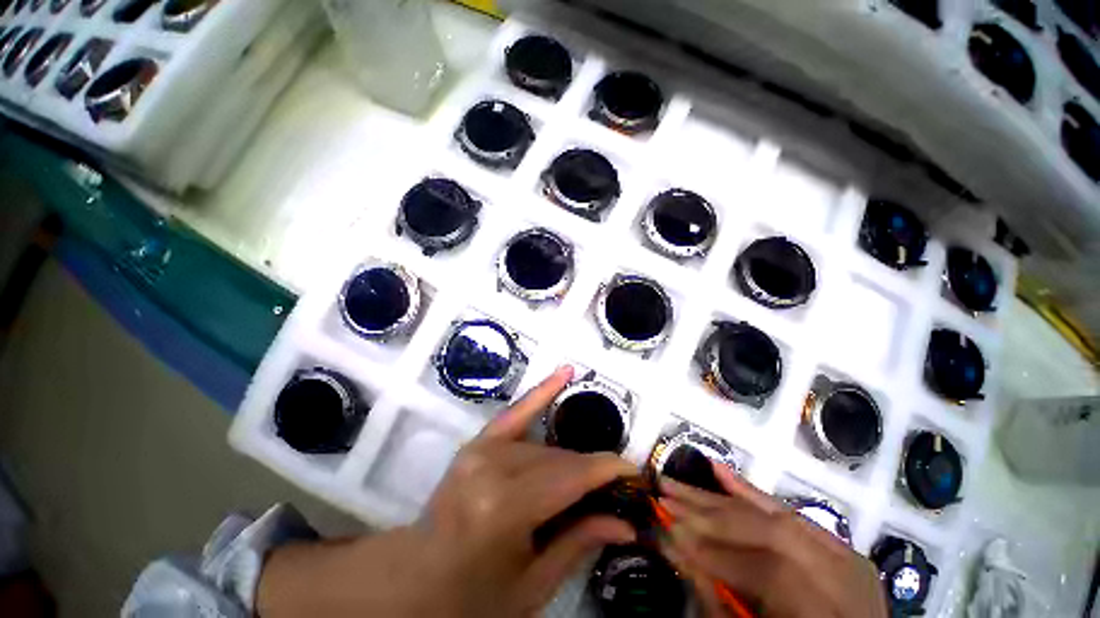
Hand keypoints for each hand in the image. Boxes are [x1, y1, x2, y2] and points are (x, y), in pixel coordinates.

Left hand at [257, 366, 637, 616]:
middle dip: (592, 470)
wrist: (414, 580)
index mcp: (504, 508)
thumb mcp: (531, 586)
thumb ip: (579, 542)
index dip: (608, 471)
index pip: (571, 477)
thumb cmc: (472, 598)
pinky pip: (516, 411)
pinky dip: (542, 392)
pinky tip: (565, 372)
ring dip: (572, 460)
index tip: (636, 472)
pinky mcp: (478, 442)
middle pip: (559, 460)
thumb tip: (628, 524)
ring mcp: (481, 449)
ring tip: (593, 474)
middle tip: (618, 486)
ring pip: (545, 446)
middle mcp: (492, 468)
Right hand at [659, 465, 886, 617]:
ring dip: (718, 497)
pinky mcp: (836, 545)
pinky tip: (718, 470)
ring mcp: (844, 556)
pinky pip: (790, 512)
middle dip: (709, 514)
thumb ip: (719, 600)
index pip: (768, 571)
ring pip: (774, 514)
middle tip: (665, 498)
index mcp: (829, 613)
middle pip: (771, 531)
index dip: (714, 551)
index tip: (667, 531)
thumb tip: (674, 547)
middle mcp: (844, 578)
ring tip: (676, 482)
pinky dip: (750, 492)